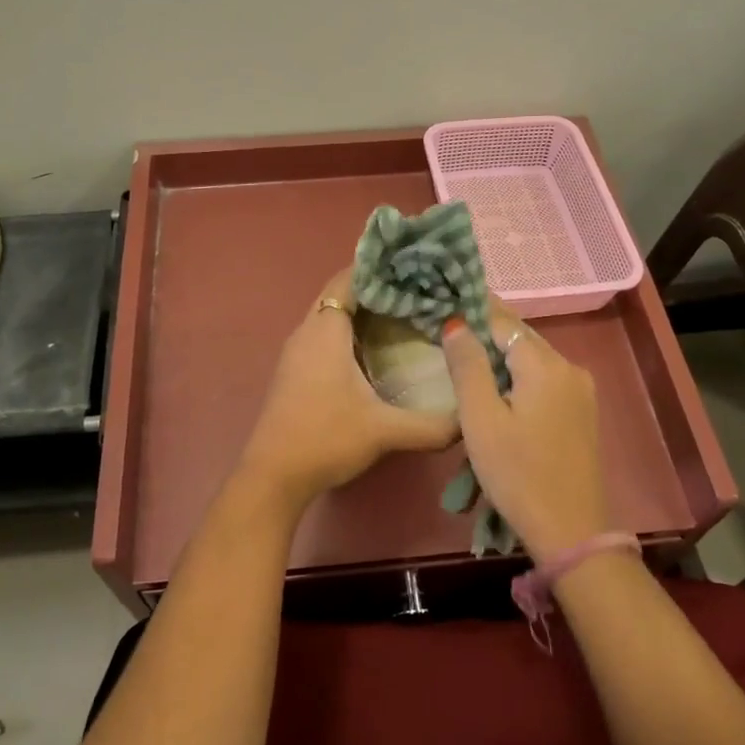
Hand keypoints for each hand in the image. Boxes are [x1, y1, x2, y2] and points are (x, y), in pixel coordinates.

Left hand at [236, 270, 459, 510]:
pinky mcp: (294, 371)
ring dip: (360, 310)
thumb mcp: (384, 431)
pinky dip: (348, 331)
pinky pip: (323, 335)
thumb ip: (432, 426)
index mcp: (325, 331)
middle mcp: (307, 332)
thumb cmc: (326, 439)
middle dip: (374, 287)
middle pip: (339, 293)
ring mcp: (296, 352)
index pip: (349, 279)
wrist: (273, 477)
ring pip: (329, 315)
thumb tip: (470, 421)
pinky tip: (374, 349)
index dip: (378, 268)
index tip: (413, 267)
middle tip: (416, 289)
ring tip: (402, 313)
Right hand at [441, 305, 611, 559]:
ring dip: (501, 357)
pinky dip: (518, 377)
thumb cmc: (517, 474)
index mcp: (545, 365)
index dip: (473, 311)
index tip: (445, 305)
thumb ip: (468, 366)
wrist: (570, 531)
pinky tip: (497, 390)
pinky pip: (544, 379)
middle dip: (486, 333)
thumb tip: (456, 322)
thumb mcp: (480, 419)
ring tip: (466, 361)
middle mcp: (569, 367)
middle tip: (449, 332)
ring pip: (532, 359)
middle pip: (520, 338)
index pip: (503, 321)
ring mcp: (581, 391)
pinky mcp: (582, 412)